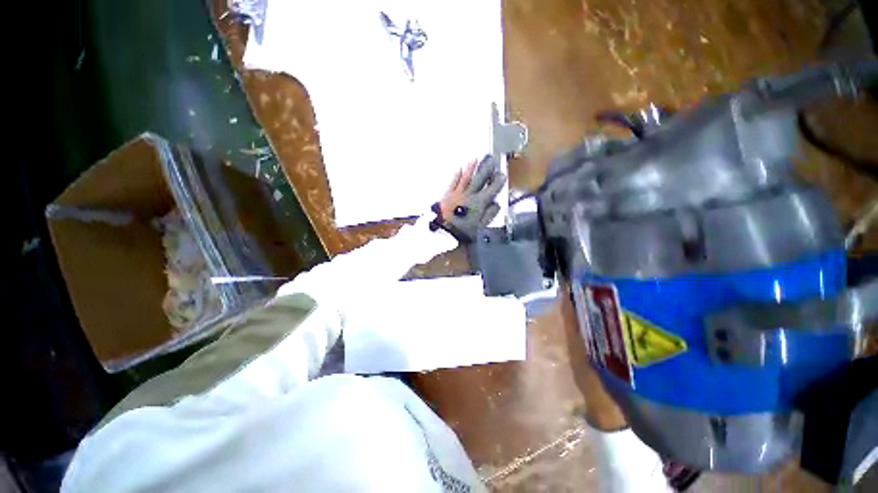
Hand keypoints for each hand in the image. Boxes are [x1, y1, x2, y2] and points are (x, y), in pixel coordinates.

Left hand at [434, 155, 505, 241]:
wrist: (443, 230)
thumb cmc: (464, 231)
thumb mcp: (481, 226)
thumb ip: (489, 214)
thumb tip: (497, 204)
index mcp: (480, 202)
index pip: (492, 189)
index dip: (498, 181)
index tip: (503, 174)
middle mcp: (469, 194)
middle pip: (479, 179)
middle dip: (486, 169)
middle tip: (491, 159)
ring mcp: (457, 193)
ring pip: (466, 178)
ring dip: (471, 168)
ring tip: (475, 159)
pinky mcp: (447, 194)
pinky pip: (453, 182)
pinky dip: (457, 175)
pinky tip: (459, 169)